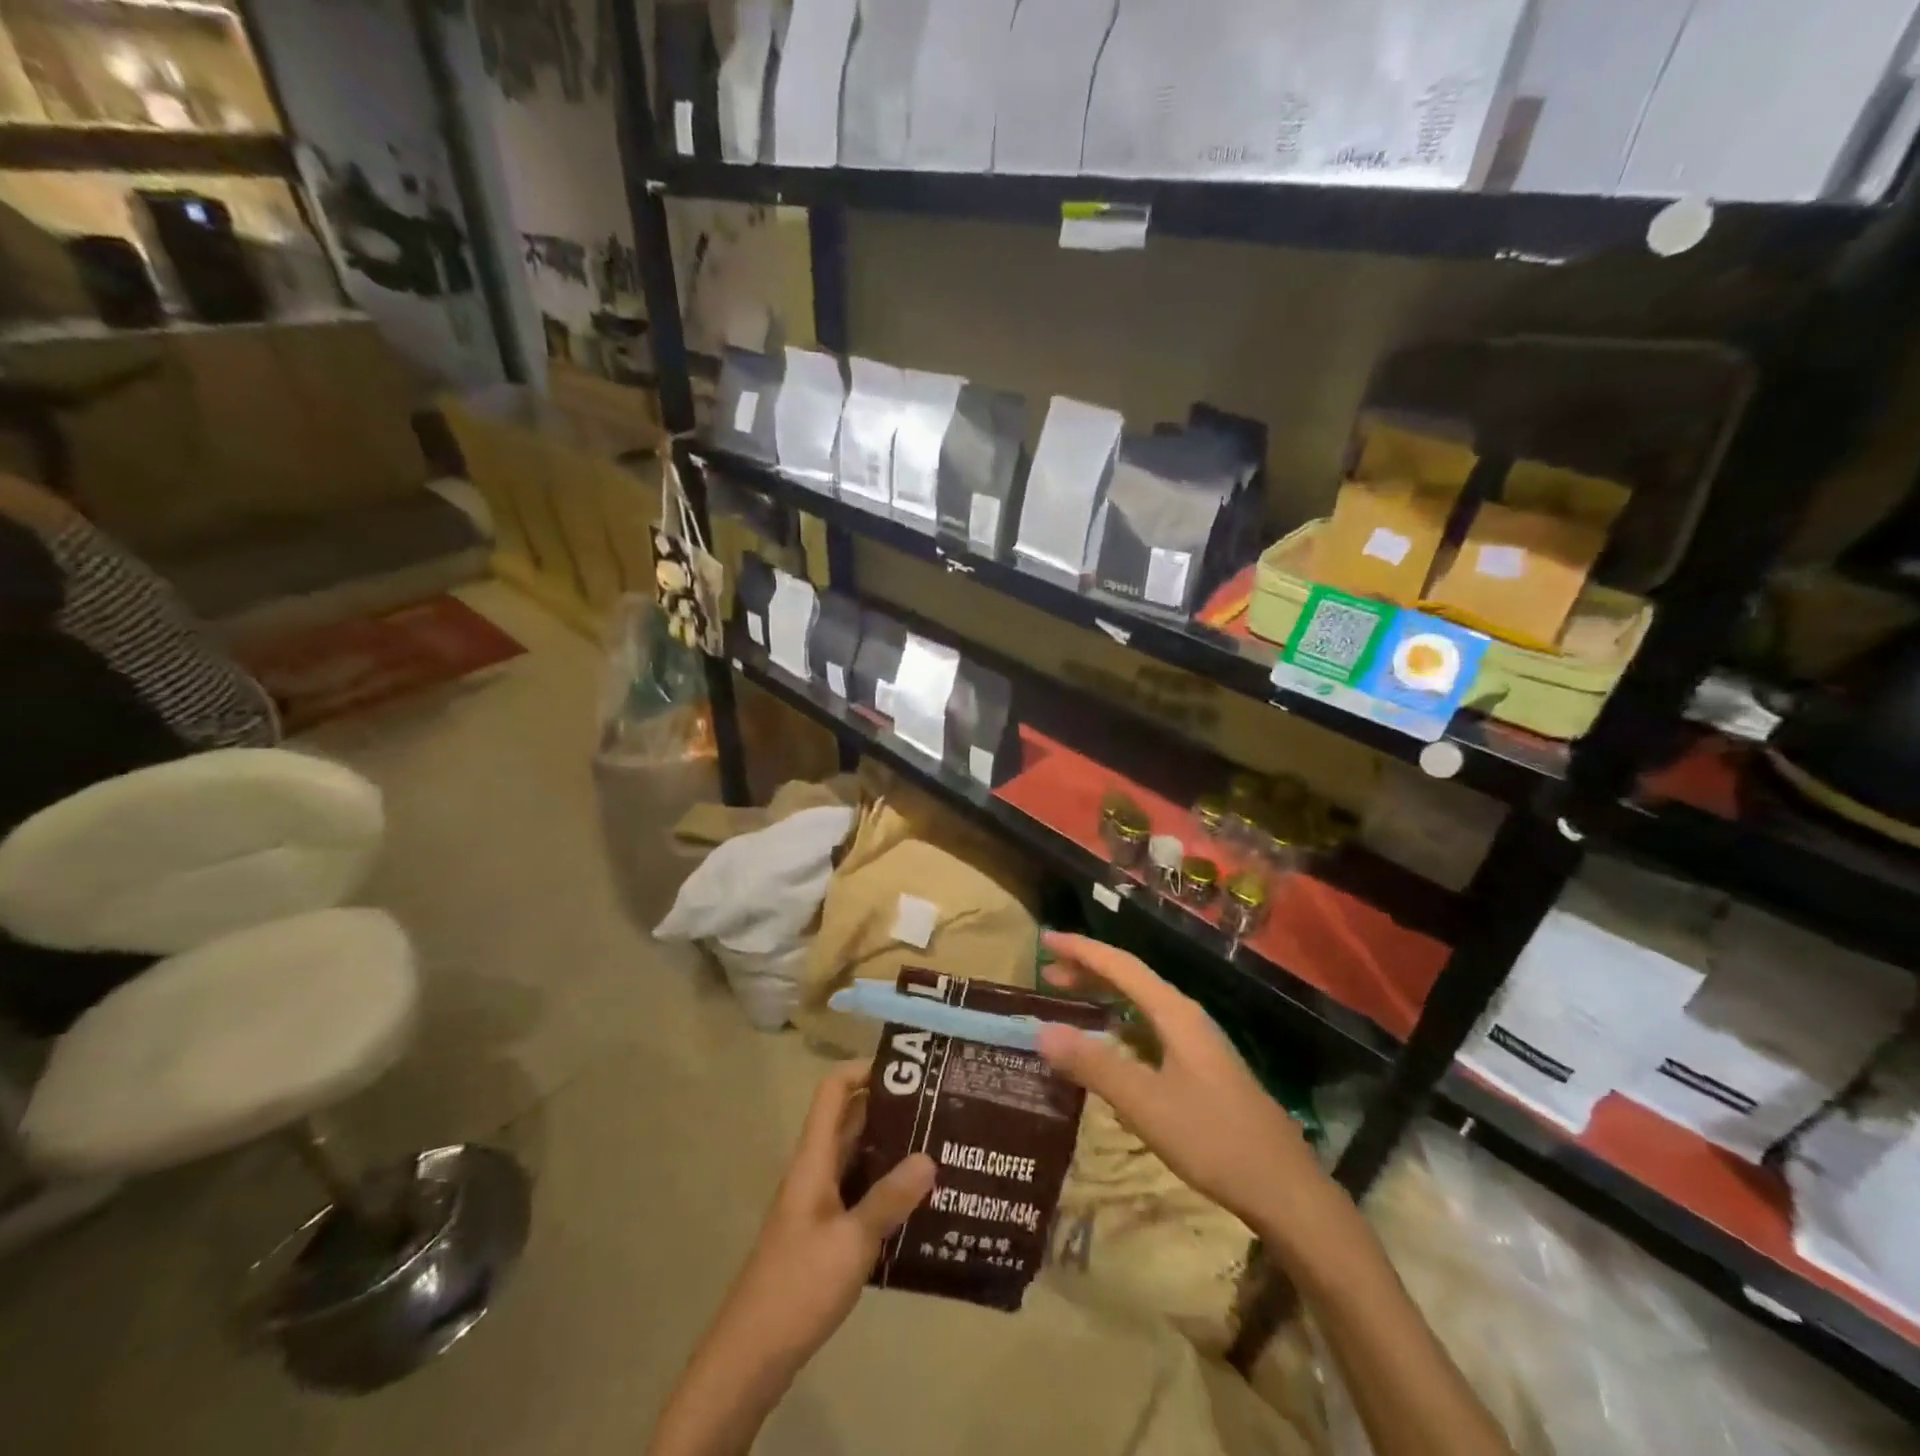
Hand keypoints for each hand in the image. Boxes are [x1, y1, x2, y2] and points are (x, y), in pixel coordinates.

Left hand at [713, 1061, 935, 1374]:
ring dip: (891, 1148)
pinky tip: (919, 1203)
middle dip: (891, 1107)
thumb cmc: (798, 1287)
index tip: (909, 1070)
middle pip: (850, 1120)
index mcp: (814, 1159)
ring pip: (857, 1157)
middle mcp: (815, 1170)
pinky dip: (886, 1187)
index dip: (865, 1069)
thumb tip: (930, 1156)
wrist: (751, 1356)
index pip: (833, 1090)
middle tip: (939, 1107)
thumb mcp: (851, 1242)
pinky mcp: (823, 1233)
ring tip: (939, 1147)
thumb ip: (890, 1199)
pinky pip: (859, 1192)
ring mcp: (817, 1202)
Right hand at [1035, 932, 1323, 1232]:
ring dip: (1104, 997)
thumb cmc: (1212, 1139)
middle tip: (1047, 974)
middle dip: (1089, 971)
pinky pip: (1150, 1030)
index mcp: (1175, 1013)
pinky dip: (1120, 1026)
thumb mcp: (1145, 1103)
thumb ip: (1093, 1065)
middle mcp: (1186, 1018)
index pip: (1121, 966)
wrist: (1284, 1190)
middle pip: (1131, 980)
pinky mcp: (1201, 1070)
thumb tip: (1042, 1031)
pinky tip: (1109, 1047)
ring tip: (1070, 999)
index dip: (1082, 950)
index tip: (1045, 940)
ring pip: (1142, 1006)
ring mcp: (1197, 1045)